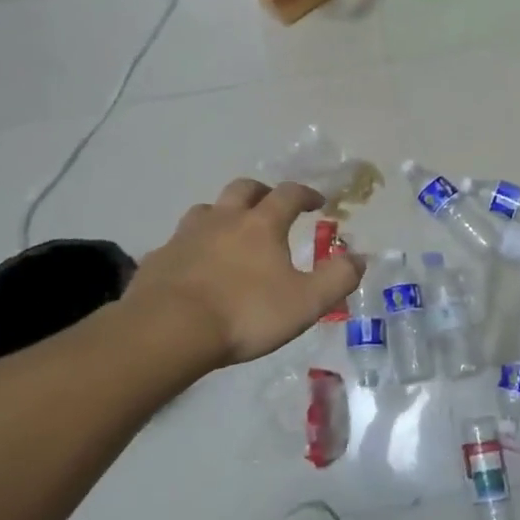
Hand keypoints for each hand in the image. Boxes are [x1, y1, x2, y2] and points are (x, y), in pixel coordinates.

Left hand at [122, 178, 365, 369]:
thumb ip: (338, 278)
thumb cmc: (245, 313)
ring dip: (223, 214)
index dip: (306, 194)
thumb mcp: (306, 302)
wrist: (168, 330)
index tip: (317, 201)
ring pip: (207, 210)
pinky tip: (195, 266)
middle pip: (243, 189)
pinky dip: (193, 246)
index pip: (288, 194)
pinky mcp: (159, 258)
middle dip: (262, 192)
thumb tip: (359, 257)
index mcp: (261, 225)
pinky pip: (179, 242)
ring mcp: (186, 236)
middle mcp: (223, 219)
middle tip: (272, 205)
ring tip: (231, 232)